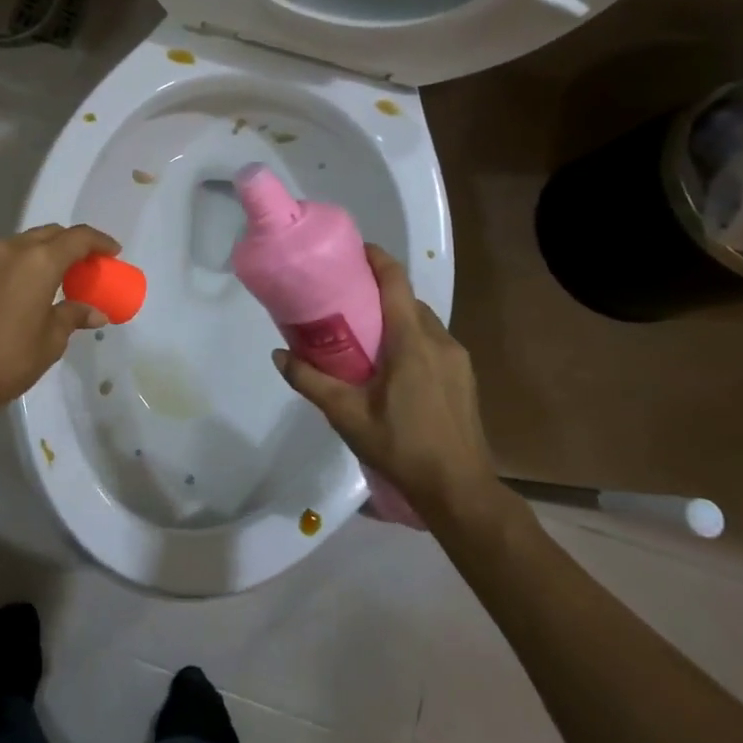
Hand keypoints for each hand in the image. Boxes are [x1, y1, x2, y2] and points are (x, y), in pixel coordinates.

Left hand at [0, 223, 120, 423]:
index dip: (99, 242)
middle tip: (88, 267)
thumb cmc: (7, 360)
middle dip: (73, 245)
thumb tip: (95, 312)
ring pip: (25, 243)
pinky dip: (24, 263)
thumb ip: (73, 316)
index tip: (113, 253)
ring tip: (59, 278)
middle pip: (50, 234)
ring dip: (46, 253)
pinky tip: (28, 288)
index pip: (77, 238)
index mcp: (38, 261)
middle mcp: (11, 249)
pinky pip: (5, 256)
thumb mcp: (50, 341)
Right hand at [272, 244, 499, 526]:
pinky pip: (432, 342)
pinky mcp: (463, 378)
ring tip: (362, 332)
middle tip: (343, 298)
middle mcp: (439, 340)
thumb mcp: (346, 414)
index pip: (396, 282)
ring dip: (394, 317)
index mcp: (412, 341)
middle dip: (378, 291)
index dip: (376, 259)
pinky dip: (409, 338)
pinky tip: (389, 365)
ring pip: (421, 322)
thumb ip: (310, 380)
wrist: (459, 491)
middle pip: (407, 300)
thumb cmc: (401, 446)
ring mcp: (457, 359)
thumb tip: (278, 354)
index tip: (351, 251)